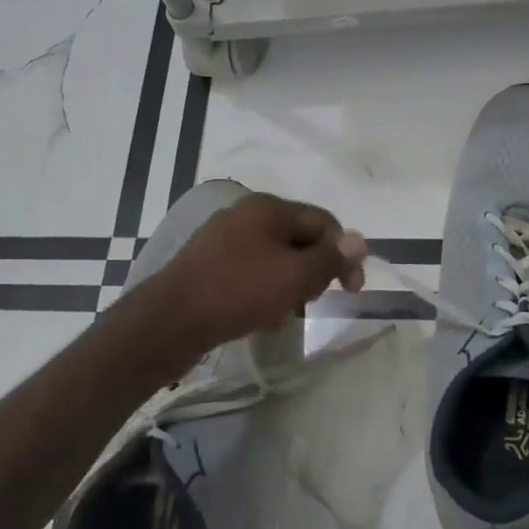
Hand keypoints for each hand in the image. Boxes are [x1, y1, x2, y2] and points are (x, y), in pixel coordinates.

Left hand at [145, 192, 366, 355]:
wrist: (169, 321)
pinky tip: (262, 317)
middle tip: (313, 301)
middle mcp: (245, 214)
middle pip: (299, 238)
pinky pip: (251, 272)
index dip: (344, 253)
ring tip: (286, 313)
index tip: (352, 290)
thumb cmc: (239, 291)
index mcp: (268, 207)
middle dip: (315, 269)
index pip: (324, 222)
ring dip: (290, 283)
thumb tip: (359, 239)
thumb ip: (331, 257)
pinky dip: (264, 290)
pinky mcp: (208, 264)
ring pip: (275, 258)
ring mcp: (223, 239)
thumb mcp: (295, 275)